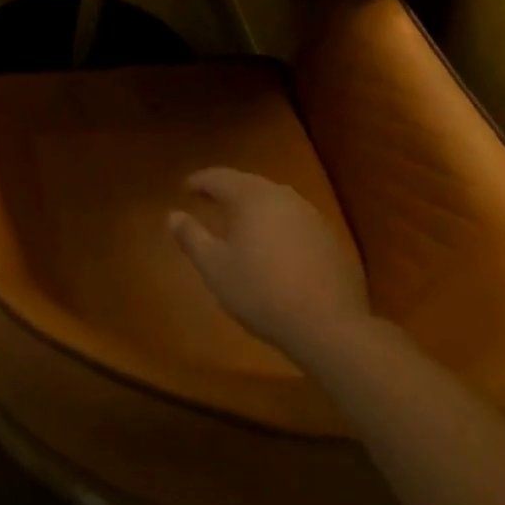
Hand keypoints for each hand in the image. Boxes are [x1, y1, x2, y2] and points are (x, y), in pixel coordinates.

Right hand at [169, 167, 371, 360]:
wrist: (329, 327)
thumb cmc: (261, 292)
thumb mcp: (215, 268)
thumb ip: (192, 237)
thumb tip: (172, 215)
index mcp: (251, 197)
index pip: (219, 177)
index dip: (200, 181)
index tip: (186, 187)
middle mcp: (282, 196)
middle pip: (249, 183)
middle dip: (228, 189)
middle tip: (210, 199)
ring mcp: (311, 216)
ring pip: (275, 200)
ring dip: (255, 205)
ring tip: (242, 220)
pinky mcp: (331, 239)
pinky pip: (295, 220)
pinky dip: (279, 224)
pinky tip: (276, 244)